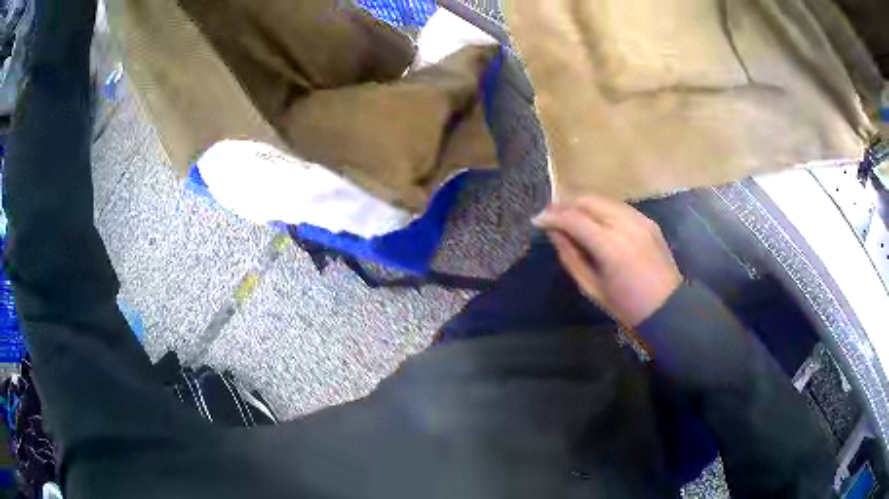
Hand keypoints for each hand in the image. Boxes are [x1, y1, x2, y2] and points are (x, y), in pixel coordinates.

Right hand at [533, 195, 682, 326]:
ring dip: (583, 205)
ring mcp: (640, 220)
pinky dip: (602, 209)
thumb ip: (570, 256)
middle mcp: (625, 225)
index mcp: (610, 247)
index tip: (537, 219)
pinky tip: (595, 221)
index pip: (574, 218)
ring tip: (570, 217)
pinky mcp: (648, 221)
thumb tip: (554, 232)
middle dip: (566, 205)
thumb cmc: (625, 305)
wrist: (666, 307)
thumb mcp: (590, 286)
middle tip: (551, 216)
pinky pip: (619, 207)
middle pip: (588, 201)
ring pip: (604, 200)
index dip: (552, 216)